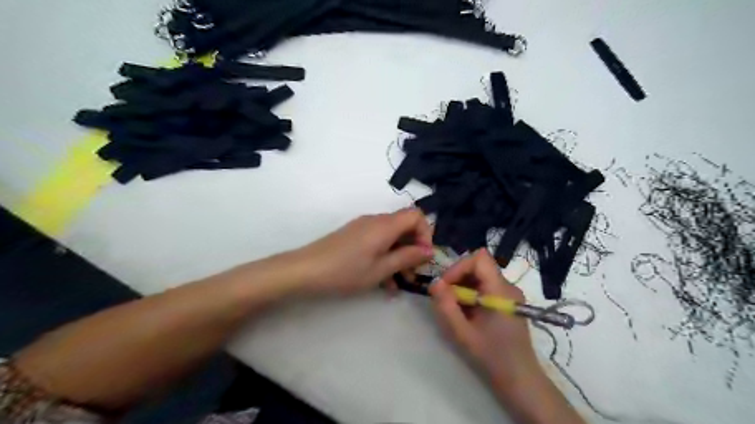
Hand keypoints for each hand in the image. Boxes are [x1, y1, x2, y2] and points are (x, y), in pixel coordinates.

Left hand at [293, 208, 432, 293]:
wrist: (305, 270)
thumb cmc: (346, 271)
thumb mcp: (381, 269)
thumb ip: (407, 257)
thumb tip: (429, 250)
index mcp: (385, 225)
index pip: (416, 215)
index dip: (425, 233)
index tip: (423, 256)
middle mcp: (376, 221)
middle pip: (405, 226)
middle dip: (413, 249)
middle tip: (412, 274)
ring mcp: (363, 227)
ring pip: (391, 237)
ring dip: (399, 257)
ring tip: (398, 284)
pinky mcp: (354, 236)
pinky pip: (377, 242)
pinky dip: (385, 257)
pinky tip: (383, 281)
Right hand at [428, 250, 538, 392]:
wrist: (519, 378)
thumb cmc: (492, 356)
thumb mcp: (462, 333)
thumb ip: (446, 306)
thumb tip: (434, 282)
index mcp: (501, 291)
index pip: (479, 258)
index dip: (459, 267)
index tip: (446, 286)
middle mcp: (507, 286)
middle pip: (478, 265)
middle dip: (457, 277)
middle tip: (446, 298)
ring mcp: (509, 293)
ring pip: (480, 275)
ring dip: (462, 286)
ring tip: (455, 308)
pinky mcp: (506, 301)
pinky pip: (485, 286)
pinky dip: (471, 294)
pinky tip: (466, 312)